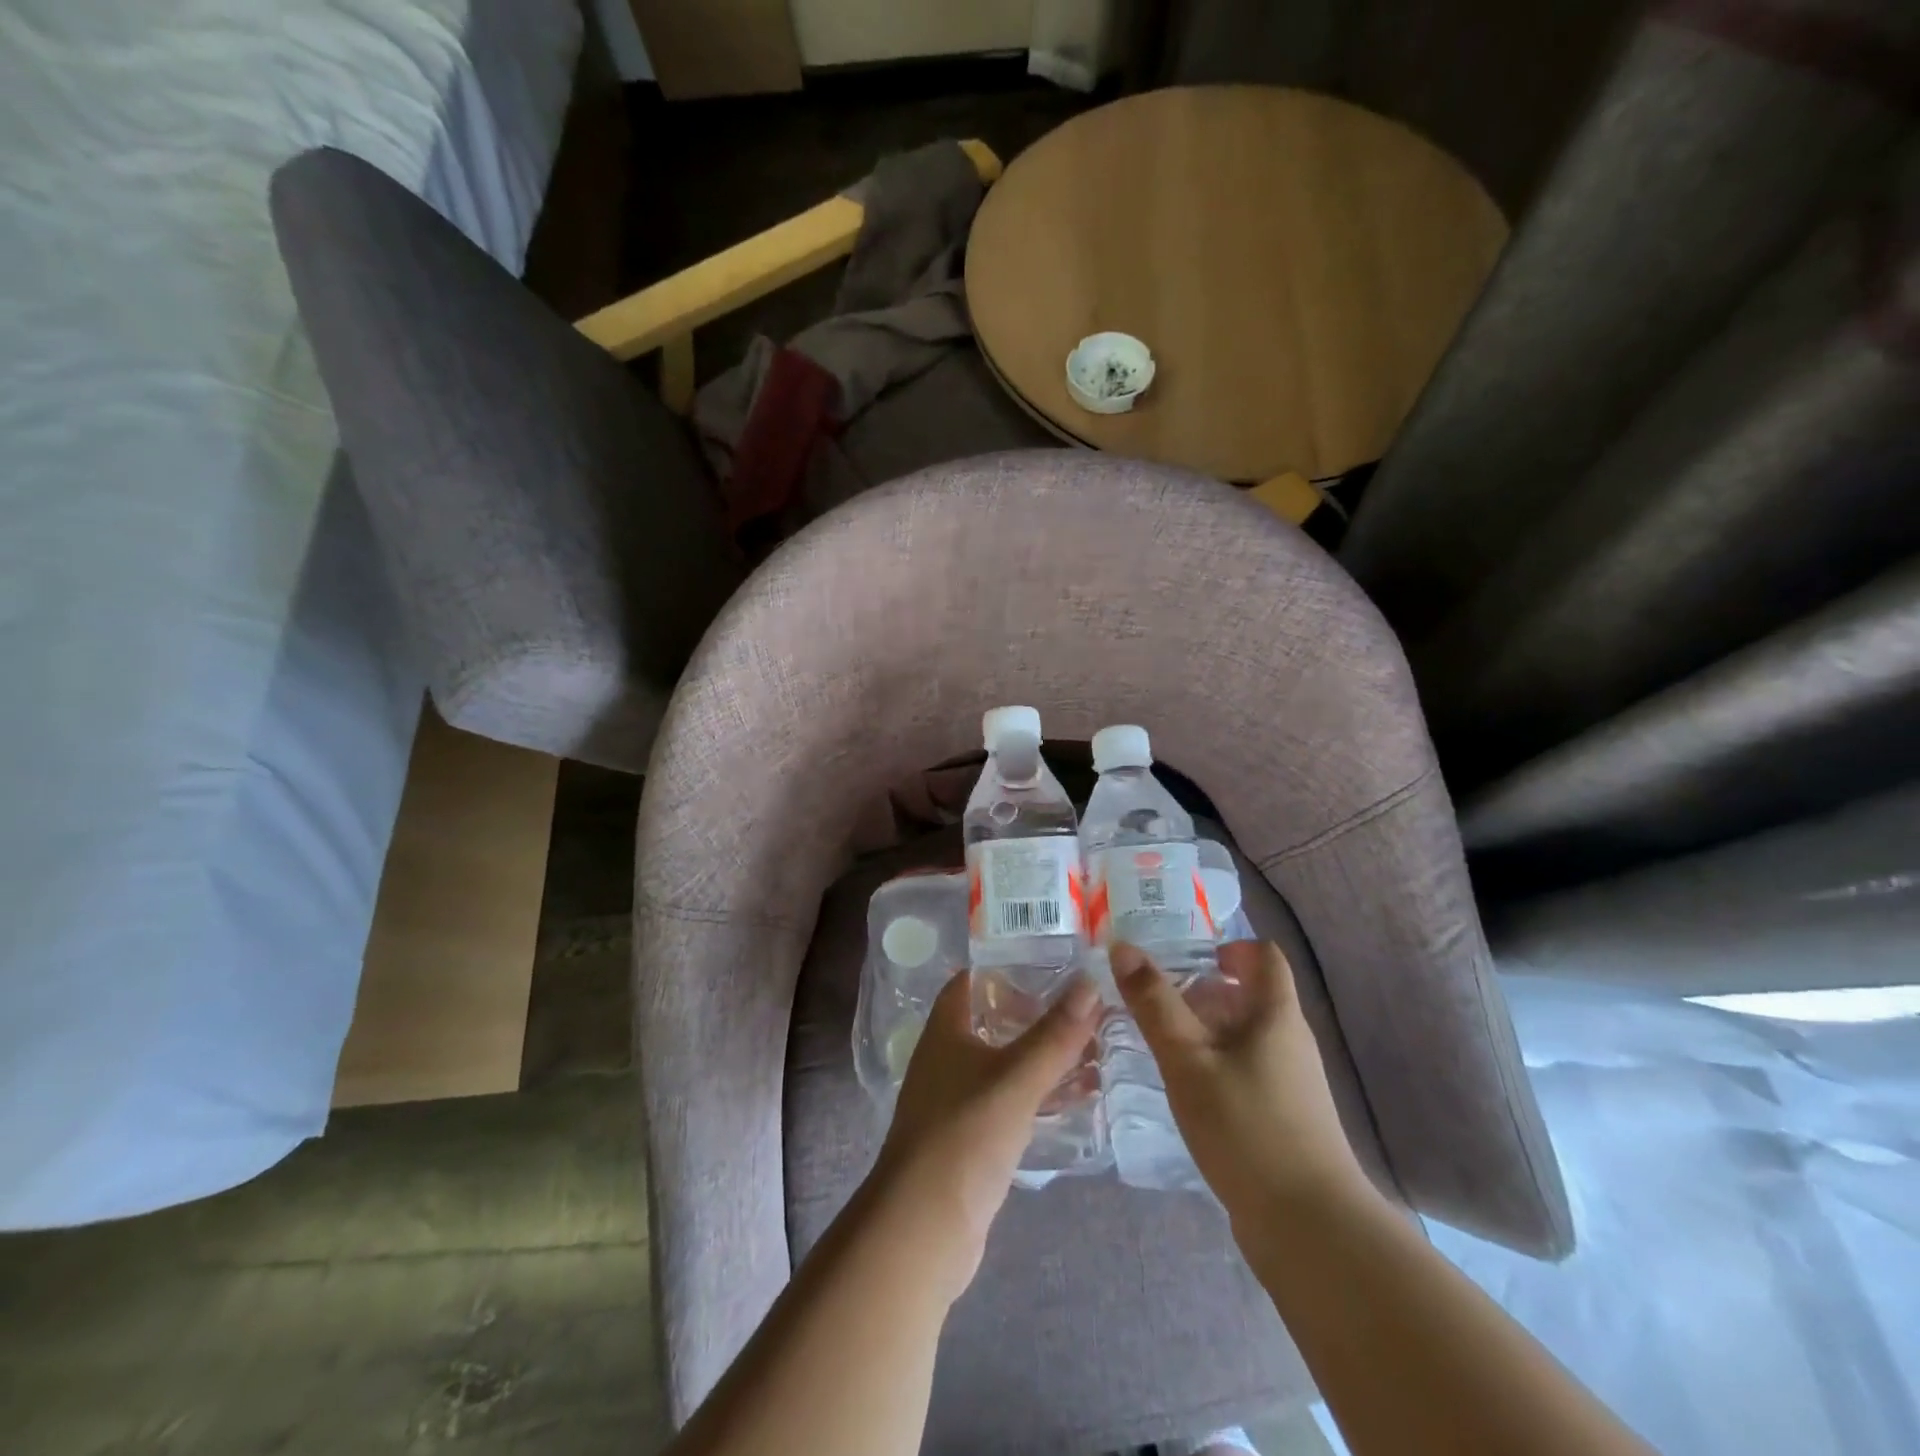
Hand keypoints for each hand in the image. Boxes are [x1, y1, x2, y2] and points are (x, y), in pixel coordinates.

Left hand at [870, 971, 1100, 1300]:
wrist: (924, 1228)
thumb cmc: (964, 1135)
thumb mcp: (1016, 1079)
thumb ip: (1055, 1035)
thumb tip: (1090, 982)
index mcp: (946, 1031)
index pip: (970, 981)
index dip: (1005, 967)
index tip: (1050, 959)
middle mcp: (947, 1058)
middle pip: (993, 1021)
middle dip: (1035, 1013)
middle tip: (1085, 1005)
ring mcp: (957, 1100)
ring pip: (1005, 1064)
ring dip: (1043, 1057)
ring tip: (1094, 1048)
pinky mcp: (971, 1139)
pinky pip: (1011, 1103)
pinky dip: (1039, 1095)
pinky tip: (1077, 1099)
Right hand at [1113, 941, 1374, 1229]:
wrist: (1309, 1229)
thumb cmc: (1247, 1126)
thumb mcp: (1188, 1058)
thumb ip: (1154, 1003)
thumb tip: (1123, 947)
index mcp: (1276, 1015)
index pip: (1265, 956)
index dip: (1230, 946)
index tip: (1188, 958)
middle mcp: (1290, 1041)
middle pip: (1251, 996)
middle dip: (1204, 991)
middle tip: (1156, 1001)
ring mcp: (1291, 1084)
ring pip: (1245, 1037)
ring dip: (1206, 1030)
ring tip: (1160, 1043)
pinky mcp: (1284, 1119)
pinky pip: (1246, 1071)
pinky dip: (1215, 1065)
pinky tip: (1185, 1089)